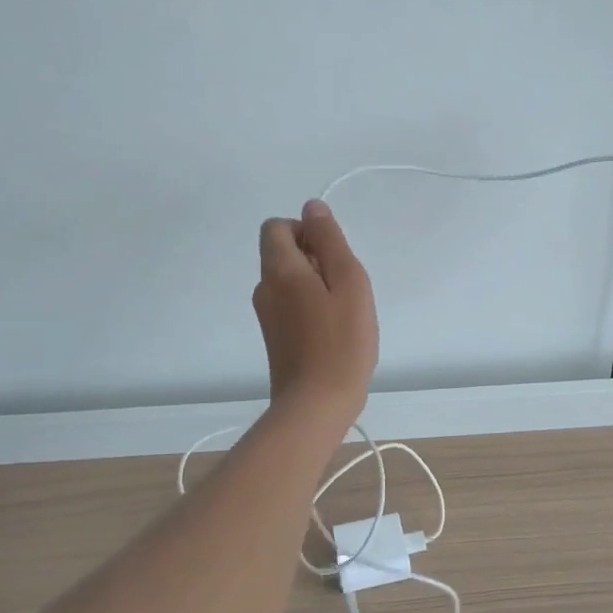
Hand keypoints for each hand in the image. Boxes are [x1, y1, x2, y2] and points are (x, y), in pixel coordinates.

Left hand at [253, 200, 378, 418]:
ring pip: (288, 280)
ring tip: (342, 312)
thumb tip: (312, 208)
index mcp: (279, 269)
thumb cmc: (341, 341)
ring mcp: (266, 315)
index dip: (305, 230)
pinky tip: (332, 331)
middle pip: (282, 252)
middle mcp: (264, 288)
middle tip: (345, 287)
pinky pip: (290, 304)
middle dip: (314, 257)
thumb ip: (330, 240)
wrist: (317, 404)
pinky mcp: (274, 337)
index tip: (332, 256)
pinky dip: (310, 306)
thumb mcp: (348, 281)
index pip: (276, 226)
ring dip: (316, 284)